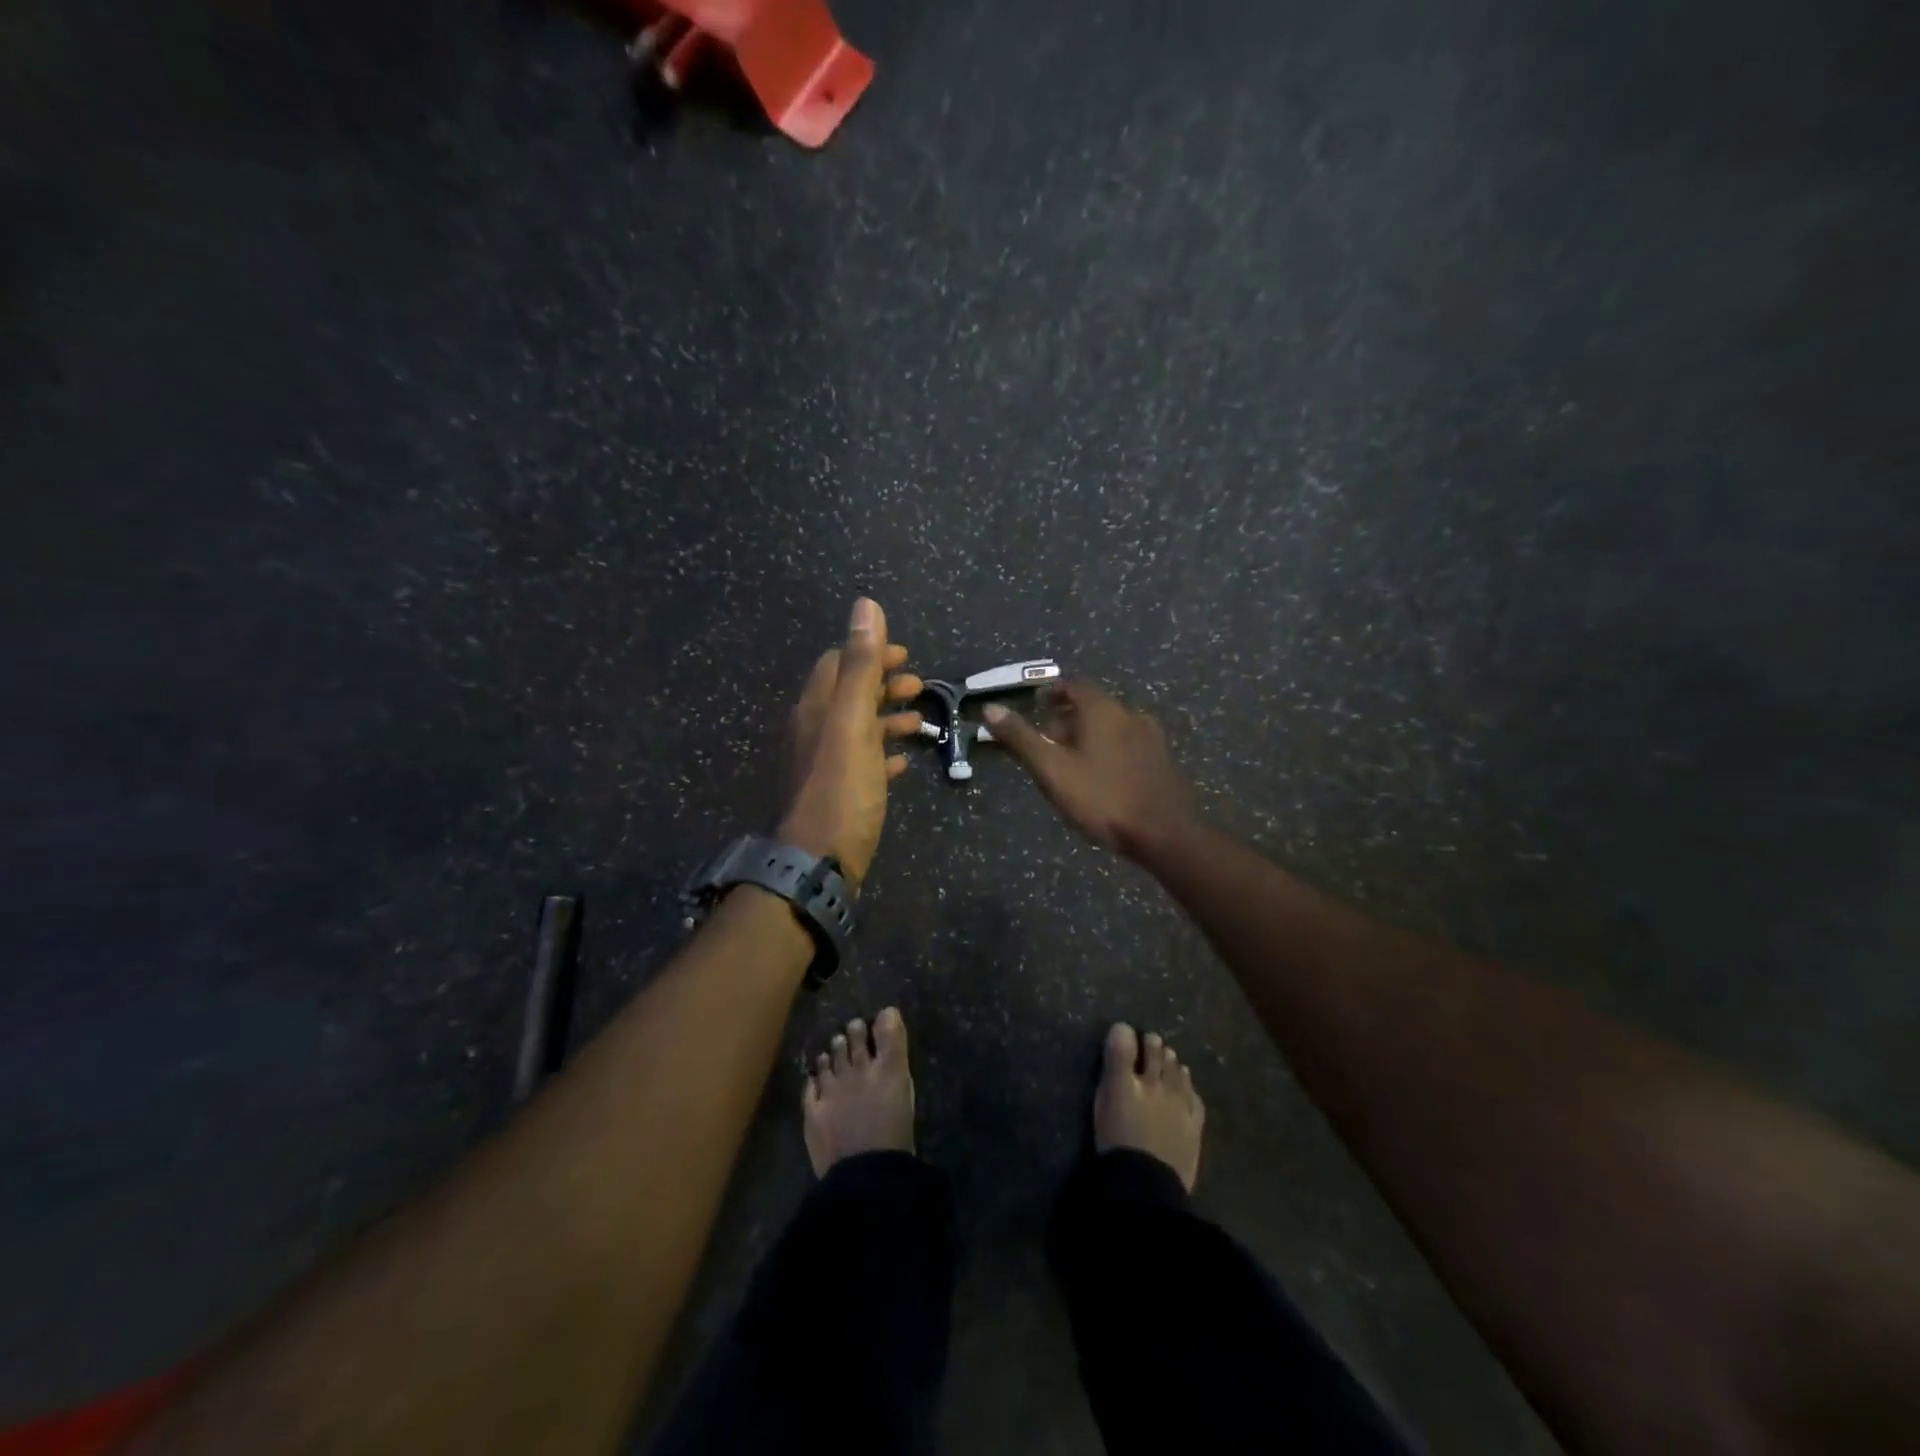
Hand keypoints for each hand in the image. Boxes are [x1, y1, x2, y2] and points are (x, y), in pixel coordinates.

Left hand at [778, 598, 923, 890]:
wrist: (818, 862)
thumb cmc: (841, 787)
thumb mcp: (852, 721)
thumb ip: (860, 664)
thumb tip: (865, 604)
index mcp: (816, 708)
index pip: (838, 662)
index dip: (871, 653)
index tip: (905, 656)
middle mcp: (815, 730)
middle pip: (850, 694)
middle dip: (883, 685)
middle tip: (918, 687)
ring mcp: (824, 764)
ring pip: (858, 729)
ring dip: (887, 719)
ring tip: (919, 724)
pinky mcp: (836, 793)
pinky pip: (861, 763)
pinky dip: (882, 754)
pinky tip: (902, 764)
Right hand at [982, 681, 1197, 859]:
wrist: (1165, 834)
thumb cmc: (1102, 798)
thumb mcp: (1052, 770)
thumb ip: (1021, 738)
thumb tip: (990, 709)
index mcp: (1102, 710)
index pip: (1073, 686)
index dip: (1053, 692)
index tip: (1037, 703)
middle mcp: (1130, 714)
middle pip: (1094, 706)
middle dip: (1068, 718)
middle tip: (1048, 739)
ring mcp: (1152, 738)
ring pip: (1113, 726)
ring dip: (1090, 735)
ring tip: (1072, 760)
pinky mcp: (1163, 761)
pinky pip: (1129, 745)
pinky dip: (1110, 750)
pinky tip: (1103, 776)